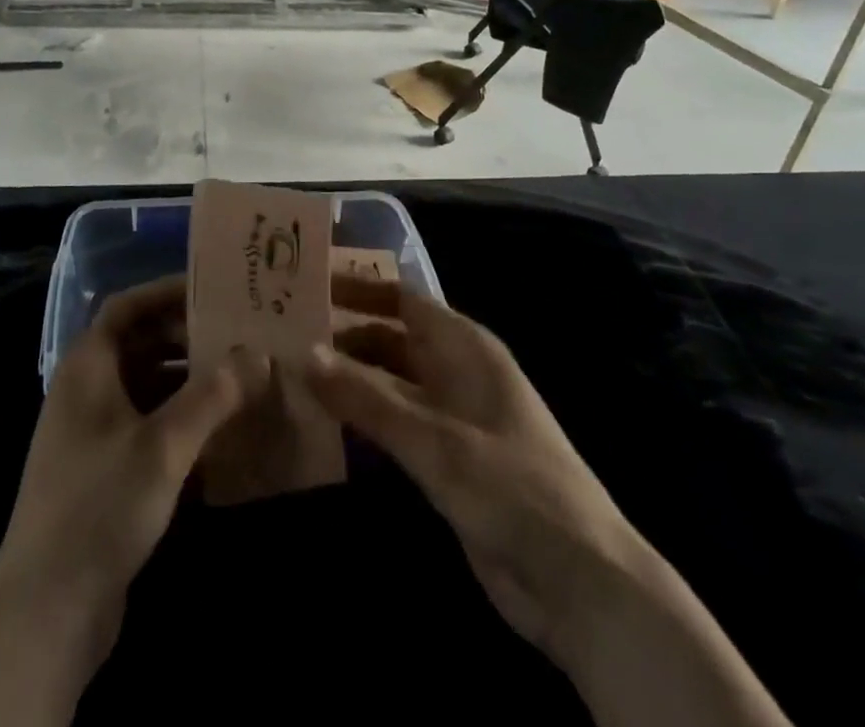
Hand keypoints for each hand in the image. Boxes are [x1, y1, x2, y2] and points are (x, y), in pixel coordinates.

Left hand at [0, 275, 265, 726]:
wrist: (47, 608)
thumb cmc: (101, 504)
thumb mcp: (163, 445)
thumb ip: (212, 396)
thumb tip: (257, 355)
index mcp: (88, 366)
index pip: (127, 306)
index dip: (167, 292)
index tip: (213, 290)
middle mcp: (86, 389)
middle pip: (140, 344)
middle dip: (187, 338)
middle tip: (238, 336)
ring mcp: (93, 432)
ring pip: (146, 387)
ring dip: (188, 381)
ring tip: (239, 379)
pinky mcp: (104, 471)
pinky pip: (147, 426)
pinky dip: (179, 421)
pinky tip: (219, 434)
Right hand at [307, 276, 790, 726]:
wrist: (581, 583)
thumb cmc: (513, 489)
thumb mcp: (436, 440)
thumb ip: (369, 398)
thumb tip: (304, 353)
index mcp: (464, 347)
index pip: (401, 298)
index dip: (357, 286)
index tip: (305, 282)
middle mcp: (455, 372)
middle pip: (391, 338)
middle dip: (343, 335)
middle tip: (283, 334)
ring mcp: (452, 417)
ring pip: (389, 384)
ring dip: (348, 379)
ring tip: (290, 375)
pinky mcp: (446, 461)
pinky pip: (395, 426)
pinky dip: (363, 420)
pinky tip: (323, 425)